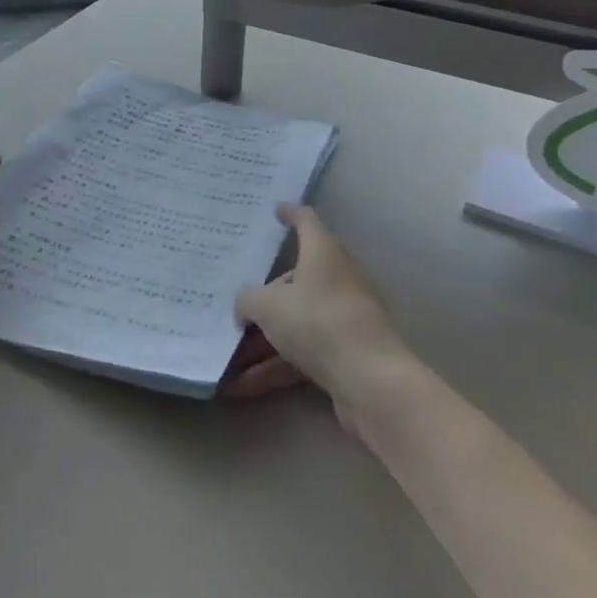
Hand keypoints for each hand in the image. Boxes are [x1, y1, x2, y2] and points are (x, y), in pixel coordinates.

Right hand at [223, 203, 415, 419]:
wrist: (370, 380)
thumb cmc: (317, 321)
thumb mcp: (268, 306)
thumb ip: (248, 300)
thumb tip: (245, 307)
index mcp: (323, 253)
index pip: (307, 222)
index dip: (291, 214)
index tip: (276, 210)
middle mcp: (337, 279)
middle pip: (296, 279)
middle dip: (265, 296)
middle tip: (235, 305)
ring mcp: (343, 318)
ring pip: (296, 322)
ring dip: (262, 341)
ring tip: (226, 359)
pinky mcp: (345, 354)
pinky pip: (302, 354)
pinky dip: (274, 368)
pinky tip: (241, 388)